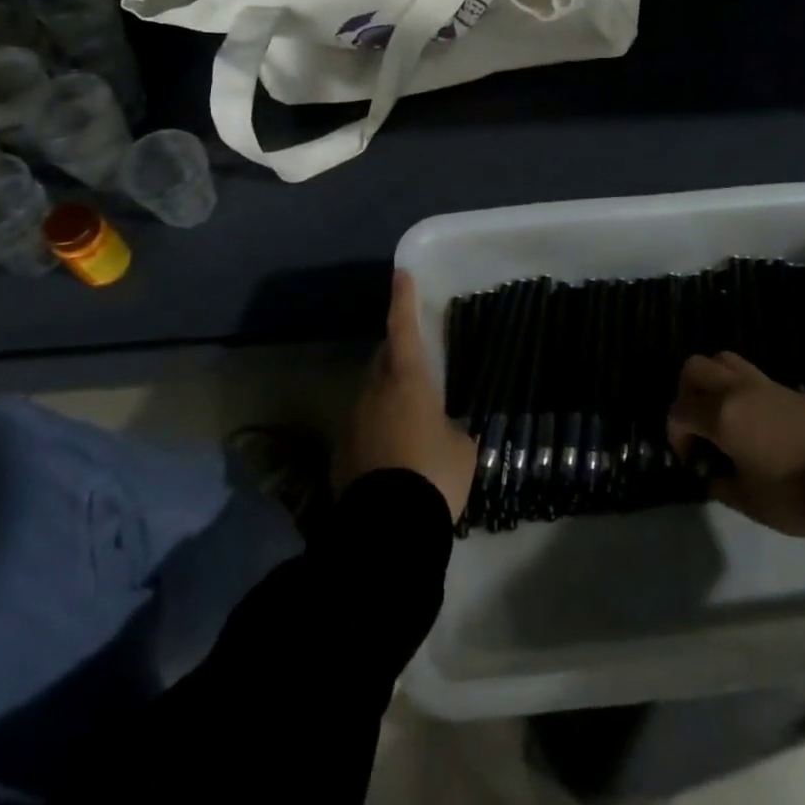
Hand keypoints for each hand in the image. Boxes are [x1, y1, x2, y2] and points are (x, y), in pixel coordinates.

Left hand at [335, 271, 476, 520]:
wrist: (387, 531)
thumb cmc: (434, 476)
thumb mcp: (462, 448)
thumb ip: (453, 429)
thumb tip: (447, 431)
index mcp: (407, 380)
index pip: (404, 328)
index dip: (403, 299)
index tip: (401, 274)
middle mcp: (373, 392)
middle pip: (383, 359)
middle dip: (397, 353)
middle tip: (415, 359)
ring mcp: (352, 422)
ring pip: (371, 394)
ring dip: (387, 395)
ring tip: (409, 415)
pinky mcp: (341, 454)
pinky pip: (362, 426)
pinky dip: (377, 428)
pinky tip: (393, 452)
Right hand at [667, 351, 804, 537]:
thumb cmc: (792, 496)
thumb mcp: (746, 500)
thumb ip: (719, 483)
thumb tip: (712, 473)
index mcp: (722, 414)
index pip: (680, 410)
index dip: (676, 434)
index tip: (689, 459)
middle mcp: (738, 390)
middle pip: (696, 368)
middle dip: (686, 393)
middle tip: (696, 424)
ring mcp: (765, 385)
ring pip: (724, 360)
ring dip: (712, 381)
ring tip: (720, 414)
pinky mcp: (788, 390)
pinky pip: (750, 375)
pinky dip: (739, 389)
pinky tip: (750, 421)